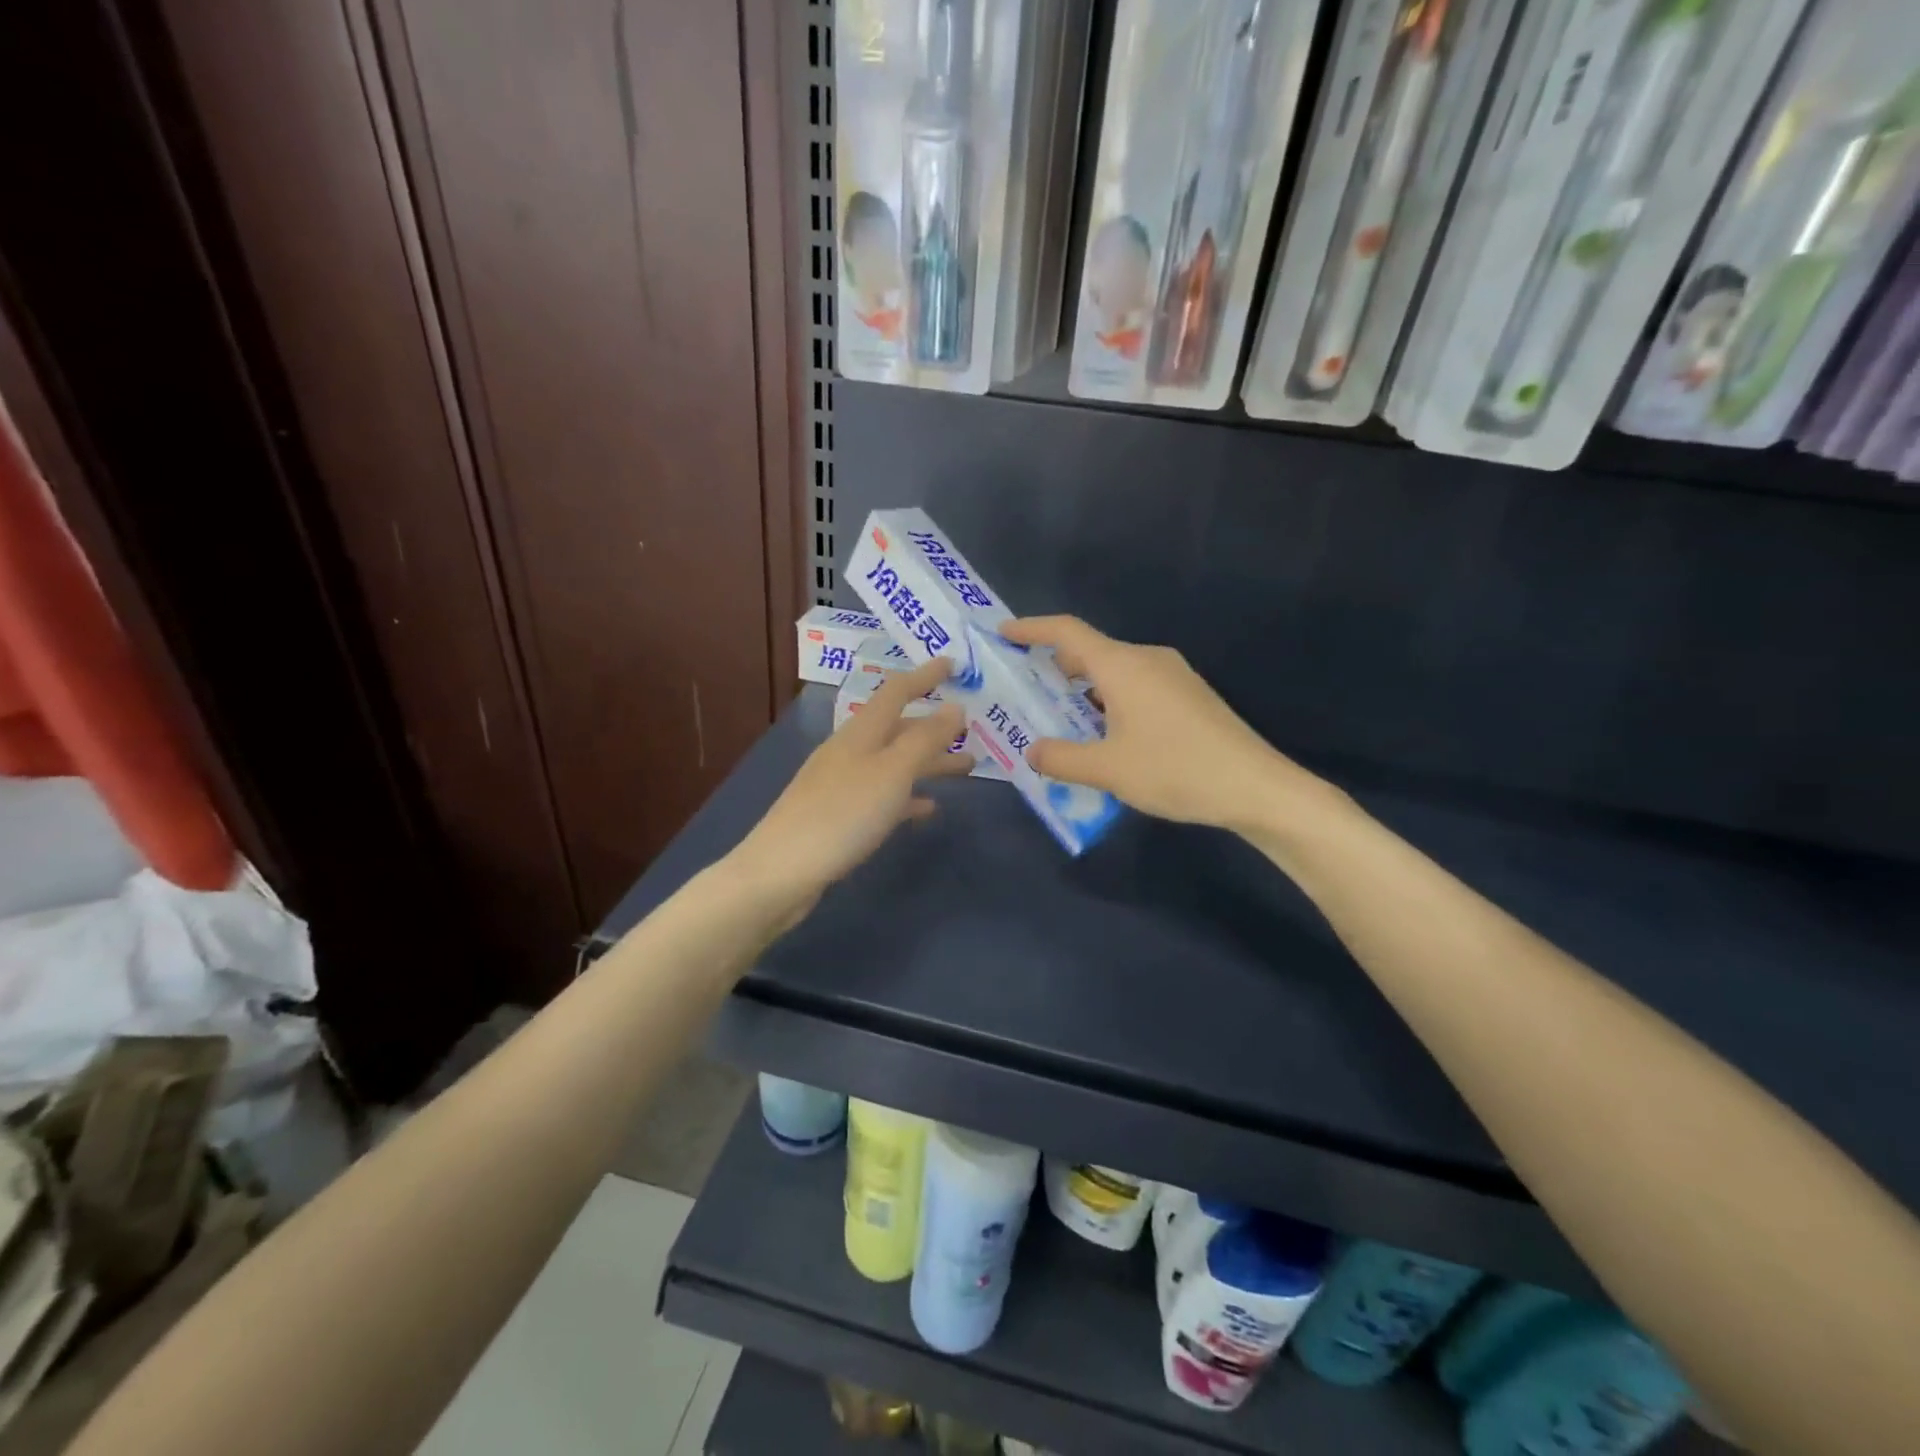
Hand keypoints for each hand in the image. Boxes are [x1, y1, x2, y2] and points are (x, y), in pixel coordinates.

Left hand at [730, 658, 969, 919]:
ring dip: (929, 762)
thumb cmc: (842, 814)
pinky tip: (928, 807)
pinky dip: (908, 795)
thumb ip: (925, 739)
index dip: (925, 676)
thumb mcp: (892, 772)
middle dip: (936, 727)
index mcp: (861, 732)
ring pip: (894, 763)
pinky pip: (883, 795)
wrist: (781, 872)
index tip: (954, 665)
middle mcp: (850, 751)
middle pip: (899, 729)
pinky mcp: (840, 816)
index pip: (897, 691)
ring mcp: (842, 784)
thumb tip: (956, 707)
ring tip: (966, 769)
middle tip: (974, 731)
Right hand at [1000, 616, 1320, 832]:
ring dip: (1083, 690)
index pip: (1067, 631)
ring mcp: (1173, 676)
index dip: (1032, 629)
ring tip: (1060, 720)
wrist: (1255, 786)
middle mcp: (1147, 659)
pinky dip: (1109, 701)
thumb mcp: (1108, 770)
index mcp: (1123, 666)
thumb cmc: (1175, 770)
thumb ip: (1061, 758)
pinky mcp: (1189, 696)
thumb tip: (1033, 751)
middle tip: (1026, 692)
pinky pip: (1136, 687)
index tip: (1003, 634)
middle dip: (1054, 668)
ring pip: (1114, 672)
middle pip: (1090, 651)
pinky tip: (1105, 735)